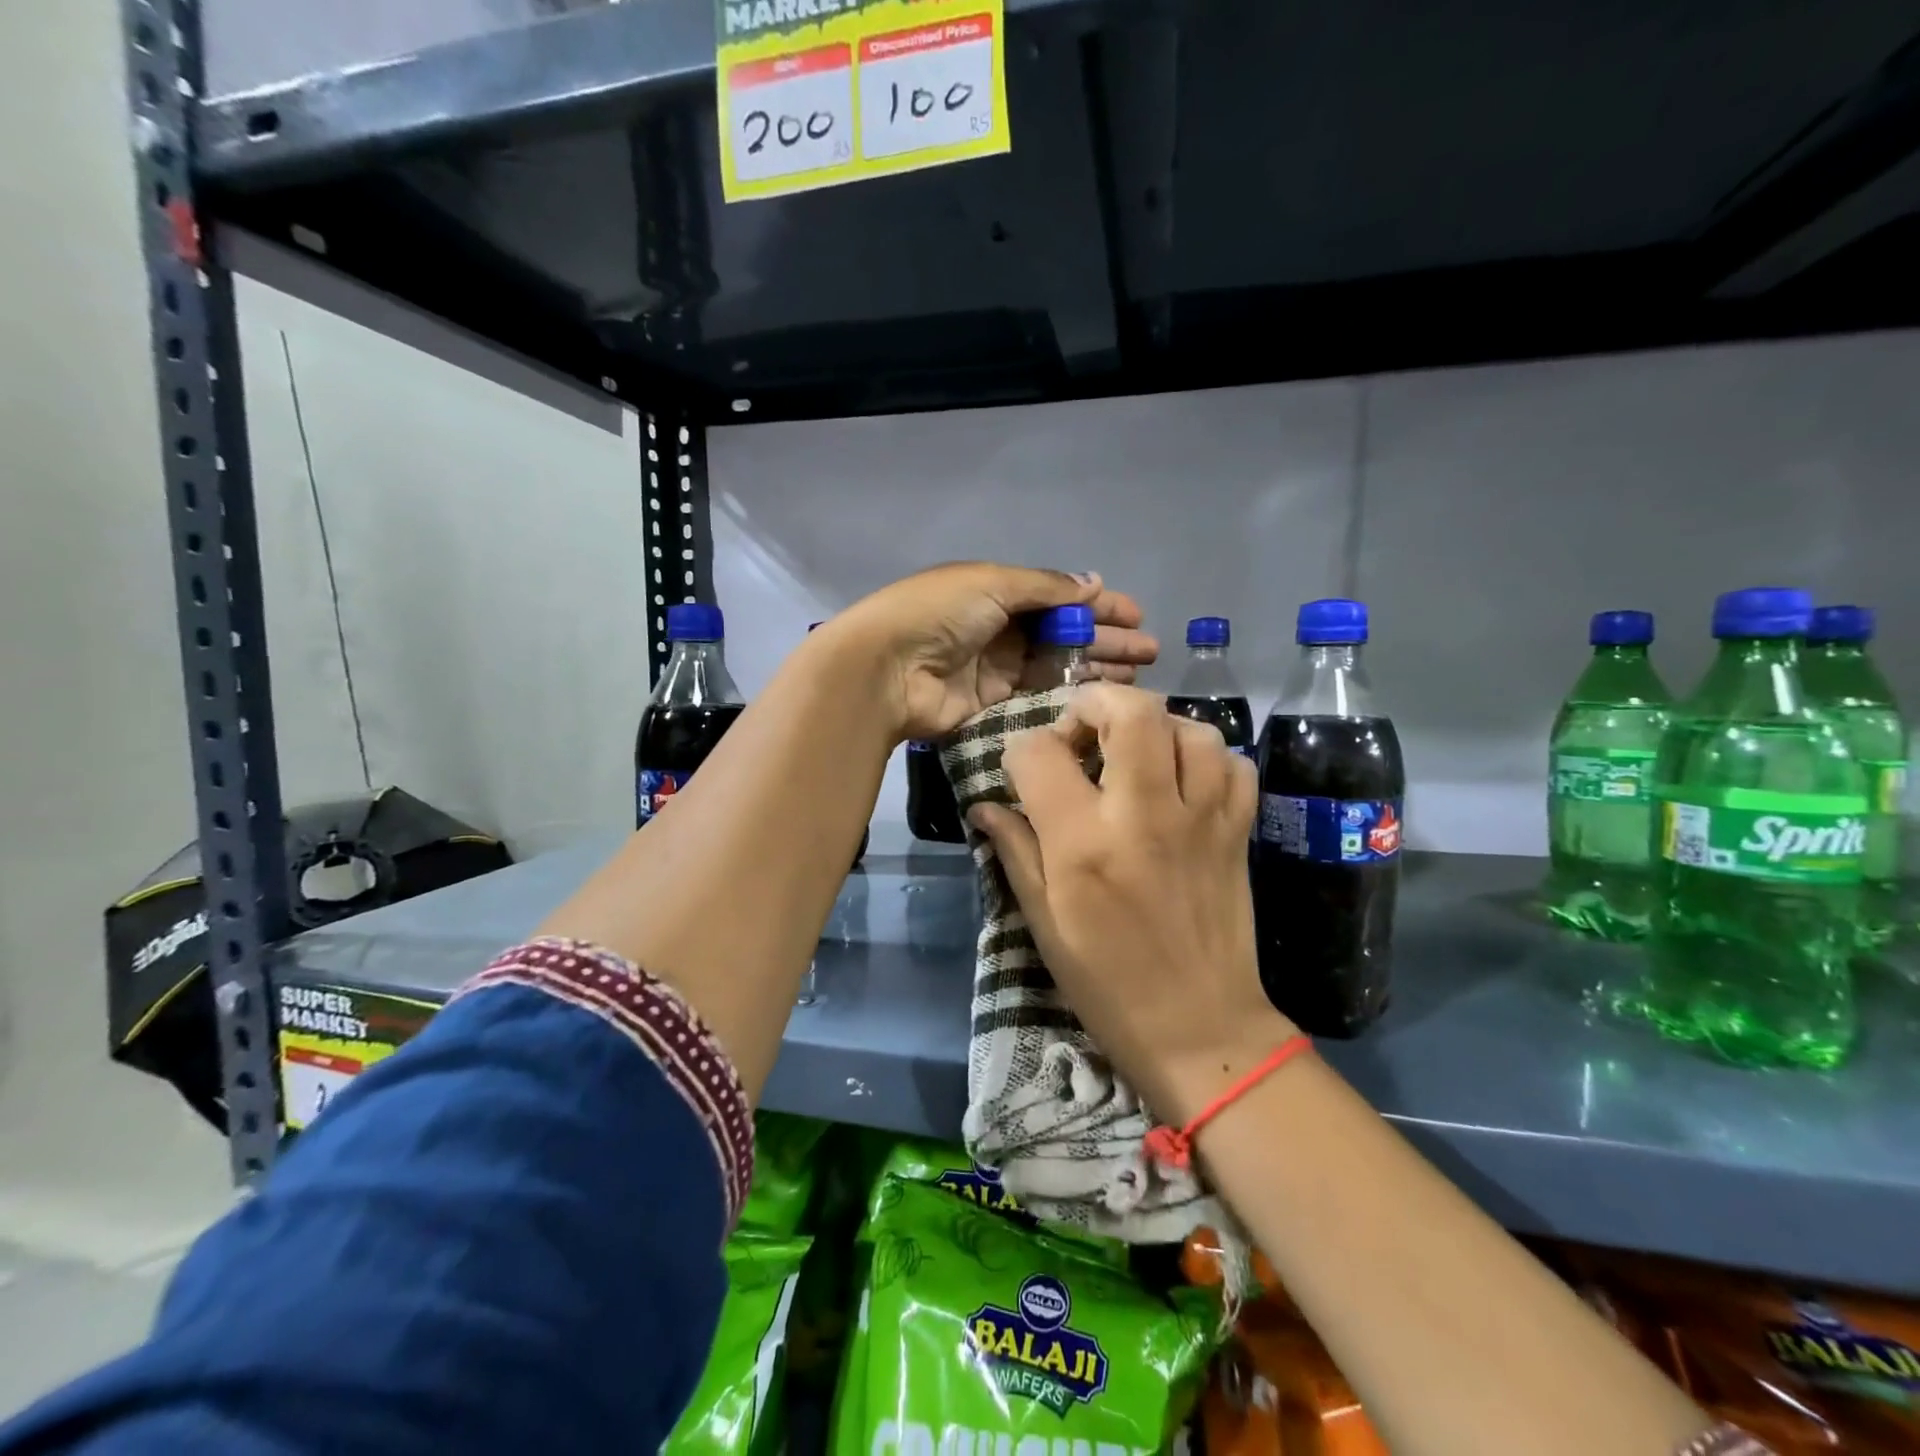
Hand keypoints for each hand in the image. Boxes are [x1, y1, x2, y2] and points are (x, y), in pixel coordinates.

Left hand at [829, 563, 1157, 741]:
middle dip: (1105, 639)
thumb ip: (1045, 587)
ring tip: (1137, 676)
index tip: (1136, 615)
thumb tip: (1093, 583)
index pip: (1057, 596)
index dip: (1096, 605)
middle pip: (1061, 633)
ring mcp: (995, 669)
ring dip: (1094, 668)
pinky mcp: (991, 705)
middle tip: (1148, 652)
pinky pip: (1037, 697)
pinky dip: (1067, 696)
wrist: (885, 669)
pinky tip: (1100, 699)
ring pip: (1055, 667)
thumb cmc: (938, 614)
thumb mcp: (992, 583)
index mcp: (996, 591)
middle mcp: (998, 628)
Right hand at [967, 682, 1293, 1122]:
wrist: (1200, 1030)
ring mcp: (1201, 820)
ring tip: (1135, 755)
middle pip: (1131, 710)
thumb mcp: (1042, 921)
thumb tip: (984, 806)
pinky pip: (1233, 765)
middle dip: (1096, 702)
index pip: (1039, 753)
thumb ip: (1015, 851)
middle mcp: (1144, 816)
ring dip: (1156, 728)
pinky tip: (1183, 781)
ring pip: (1191, 728)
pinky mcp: (1238, 832)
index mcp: (1083, 843)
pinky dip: (1206, 758)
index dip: (1021, 751)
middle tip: (1082, 731)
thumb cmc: (1105, 982)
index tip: (1024, 773)